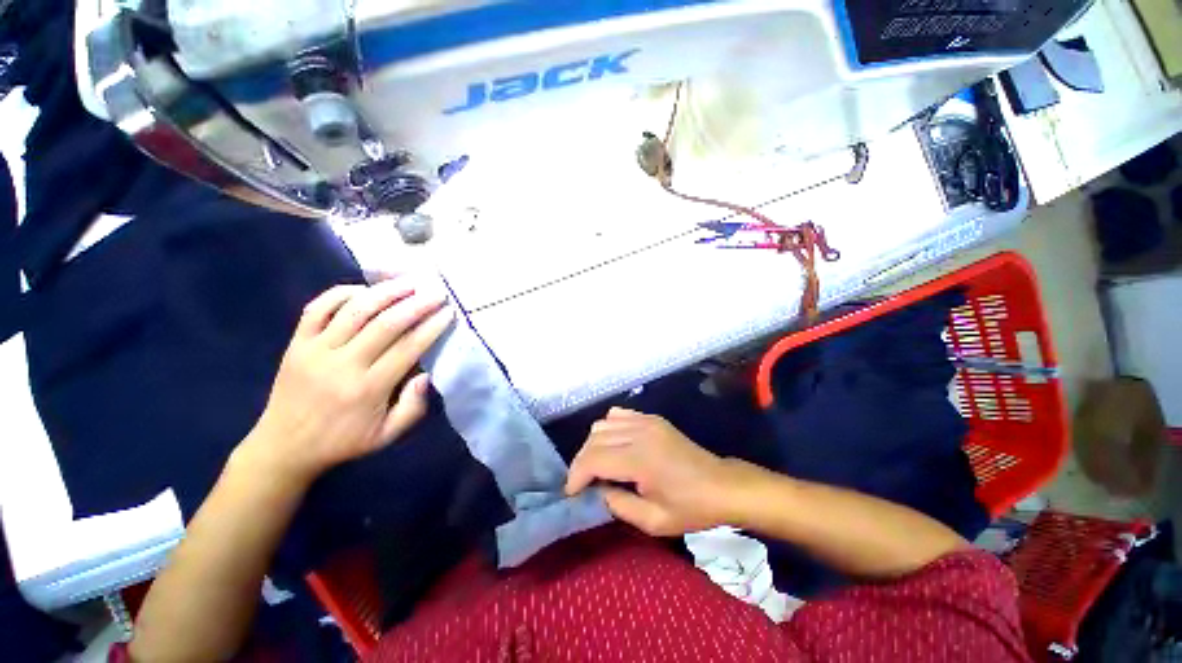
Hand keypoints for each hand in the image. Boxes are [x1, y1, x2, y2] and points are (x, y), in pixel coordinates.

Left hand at [236, 278, 453, 484]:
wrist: (283, 446)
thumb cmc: (342, 441)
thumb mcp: (386, 436)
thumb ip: (413, 408)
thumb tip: (426, 374)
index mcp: (368, 389)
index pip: (407, 348)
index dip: (431, 327)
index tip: (449, 313)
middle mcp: (342, 364)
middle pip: (385, 324)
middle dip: (416, 304)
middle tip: (436, 292)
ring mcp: (315, 350)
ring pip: (354, 310)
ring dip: (385, 292)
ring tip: (408, 282)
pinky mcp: (296, 343)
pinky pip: (318, 308)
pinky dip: (342, 293)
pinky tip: (364, 290)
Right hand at [565, 408, 739, 536]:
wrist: (721, 485)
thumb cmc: (691, 508)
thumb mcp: (653, 521)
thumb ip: (618, 505)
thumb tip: (596, 490)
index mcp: (640, 459)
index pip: (594, 459)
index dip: (576, 476)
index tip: (572, 493)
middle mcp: (639, 432)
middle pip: (594, 439)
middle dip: (581, 462)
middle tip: (583, 484)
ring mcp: (646, 421)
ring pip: (602, 424)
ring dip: (593, 445)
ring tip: (597, 466)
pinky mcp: (652, 418)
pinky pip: (618, 415)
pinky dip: (608, 428)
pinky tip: (613, 444)